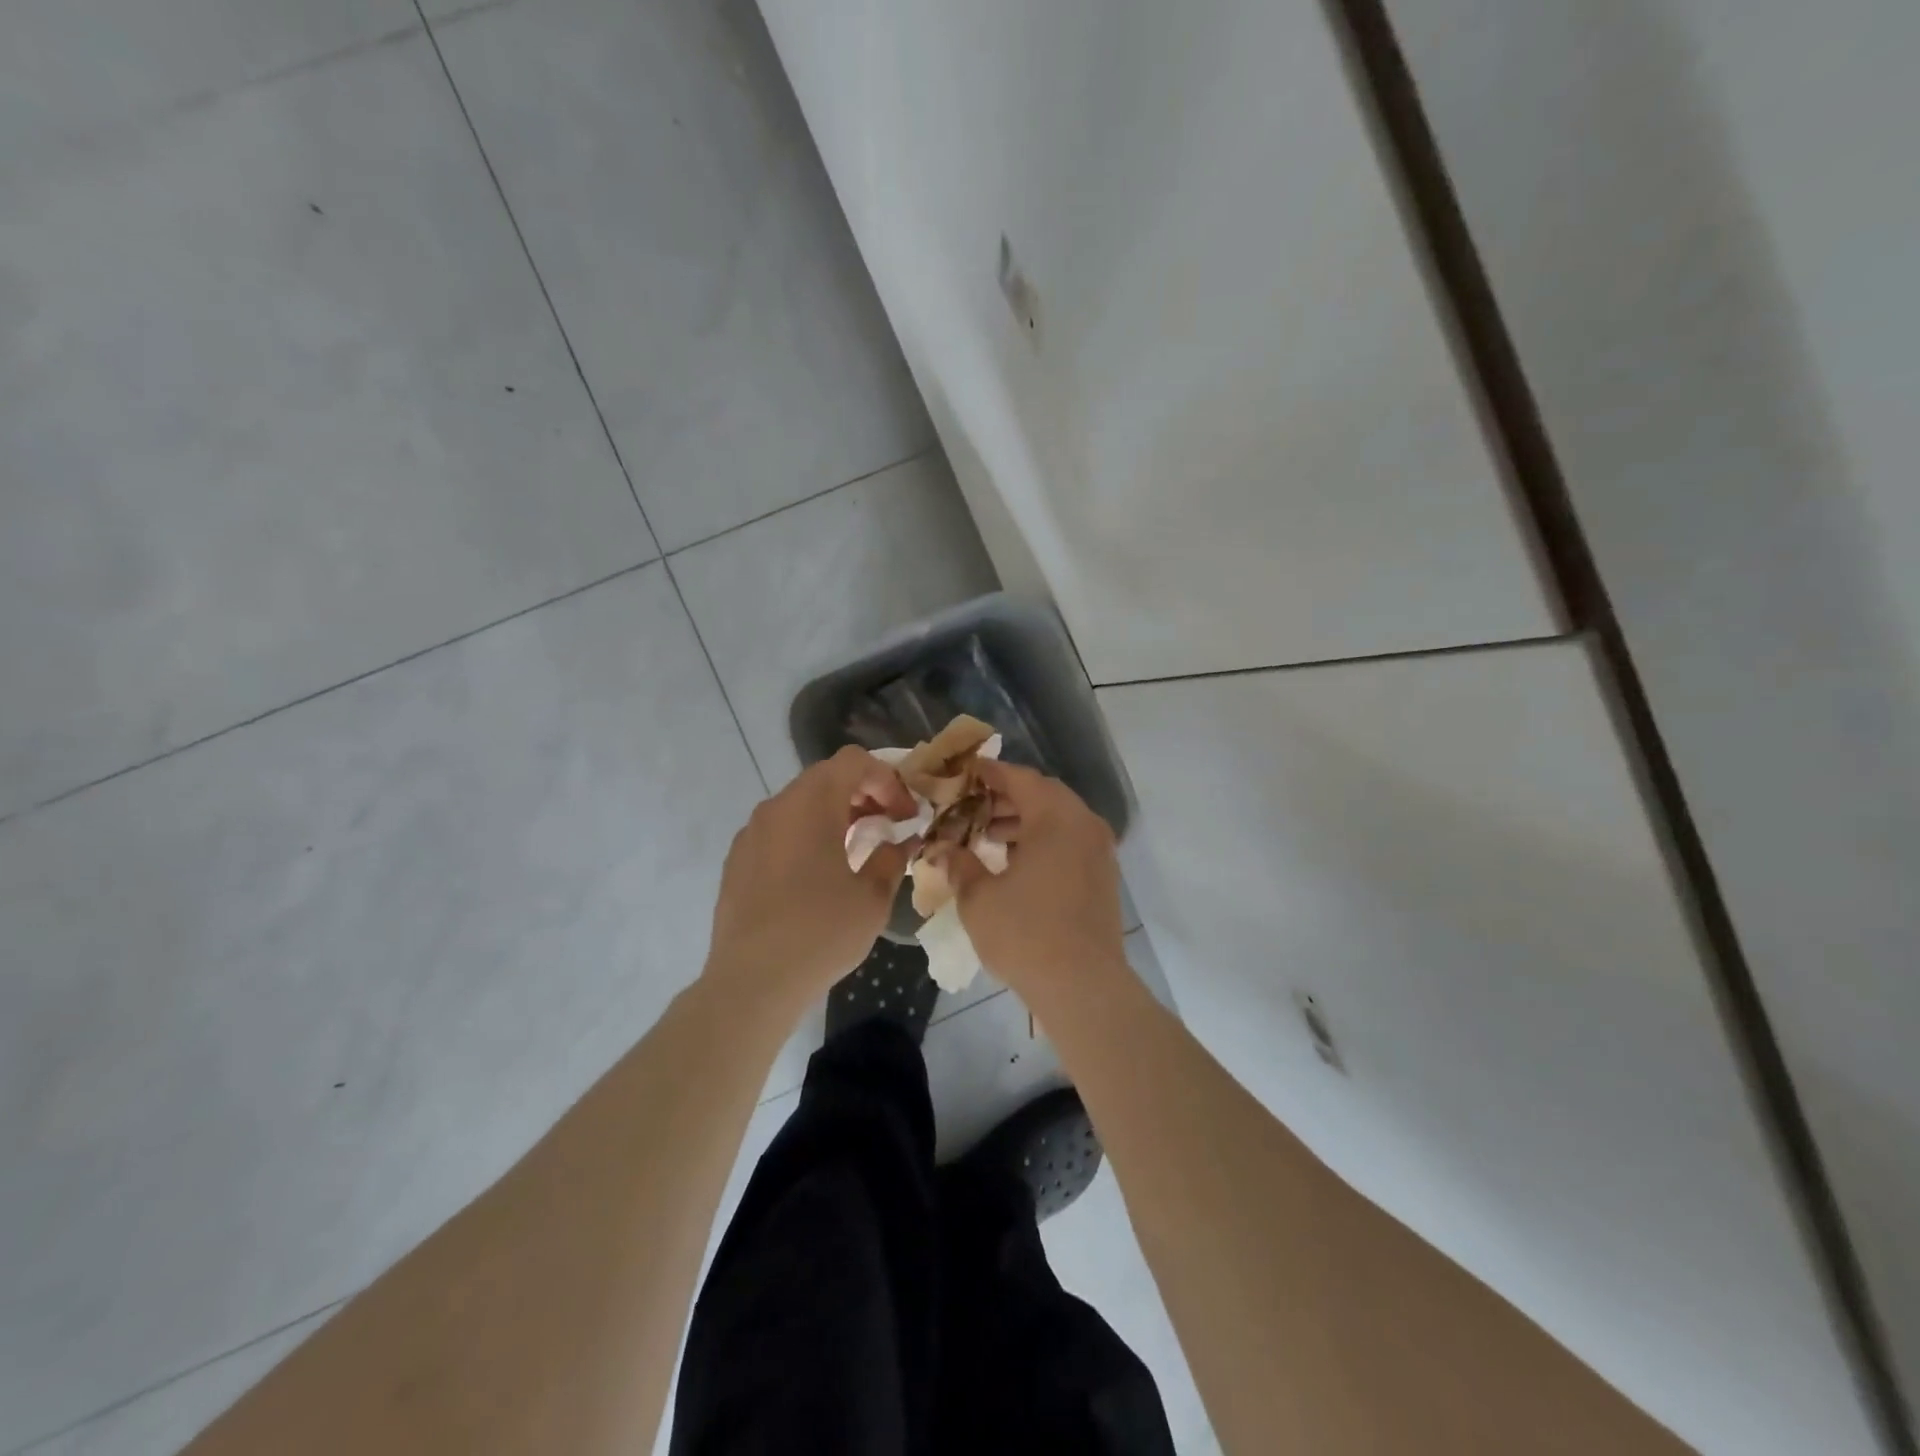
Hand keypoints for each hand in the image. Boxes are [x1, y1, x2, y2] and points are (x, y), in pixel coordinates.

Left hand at [705, 746, 919, 1008]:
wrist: (752, 982)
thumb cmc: (821, 933)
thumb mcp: (872, 897)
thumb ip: (892, 857)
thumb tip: (903, 841)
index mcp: (811, 804)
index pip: (854, 761)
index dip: (887, 780)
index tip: (905, 815)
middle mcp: (776, 807)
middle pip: (826, 777)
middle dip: (864, 794)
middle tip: (888, 826)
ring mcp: (751, 833)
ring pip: (801, 803)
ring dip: (835, 814)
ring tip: (857, 849)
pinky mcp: (737, 859)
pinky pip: (780, 830)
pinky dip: (807, 834)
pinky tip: (819, 874)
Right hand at [948, 760, 1128, 1002]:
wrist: (1083, 987)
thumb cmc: (1025, 933)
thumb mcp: (978, 897)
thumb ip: (960, 864)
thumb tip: (944, 849)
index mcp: (1055, 817)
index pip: (1019, 778)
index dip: (989, 773)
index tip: (964, 773)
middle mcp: (1084, 824)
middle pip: (1042, 795)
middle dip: (1005, 798)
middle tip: (971, 807)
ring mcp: (1099, 850)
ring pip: (1058, 819)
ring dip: (1024, 821)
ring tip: (987, 836)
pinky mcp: (1103, 876)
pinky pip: (1070, 842)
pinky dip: (1043, 841)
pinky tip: (1015, 863)